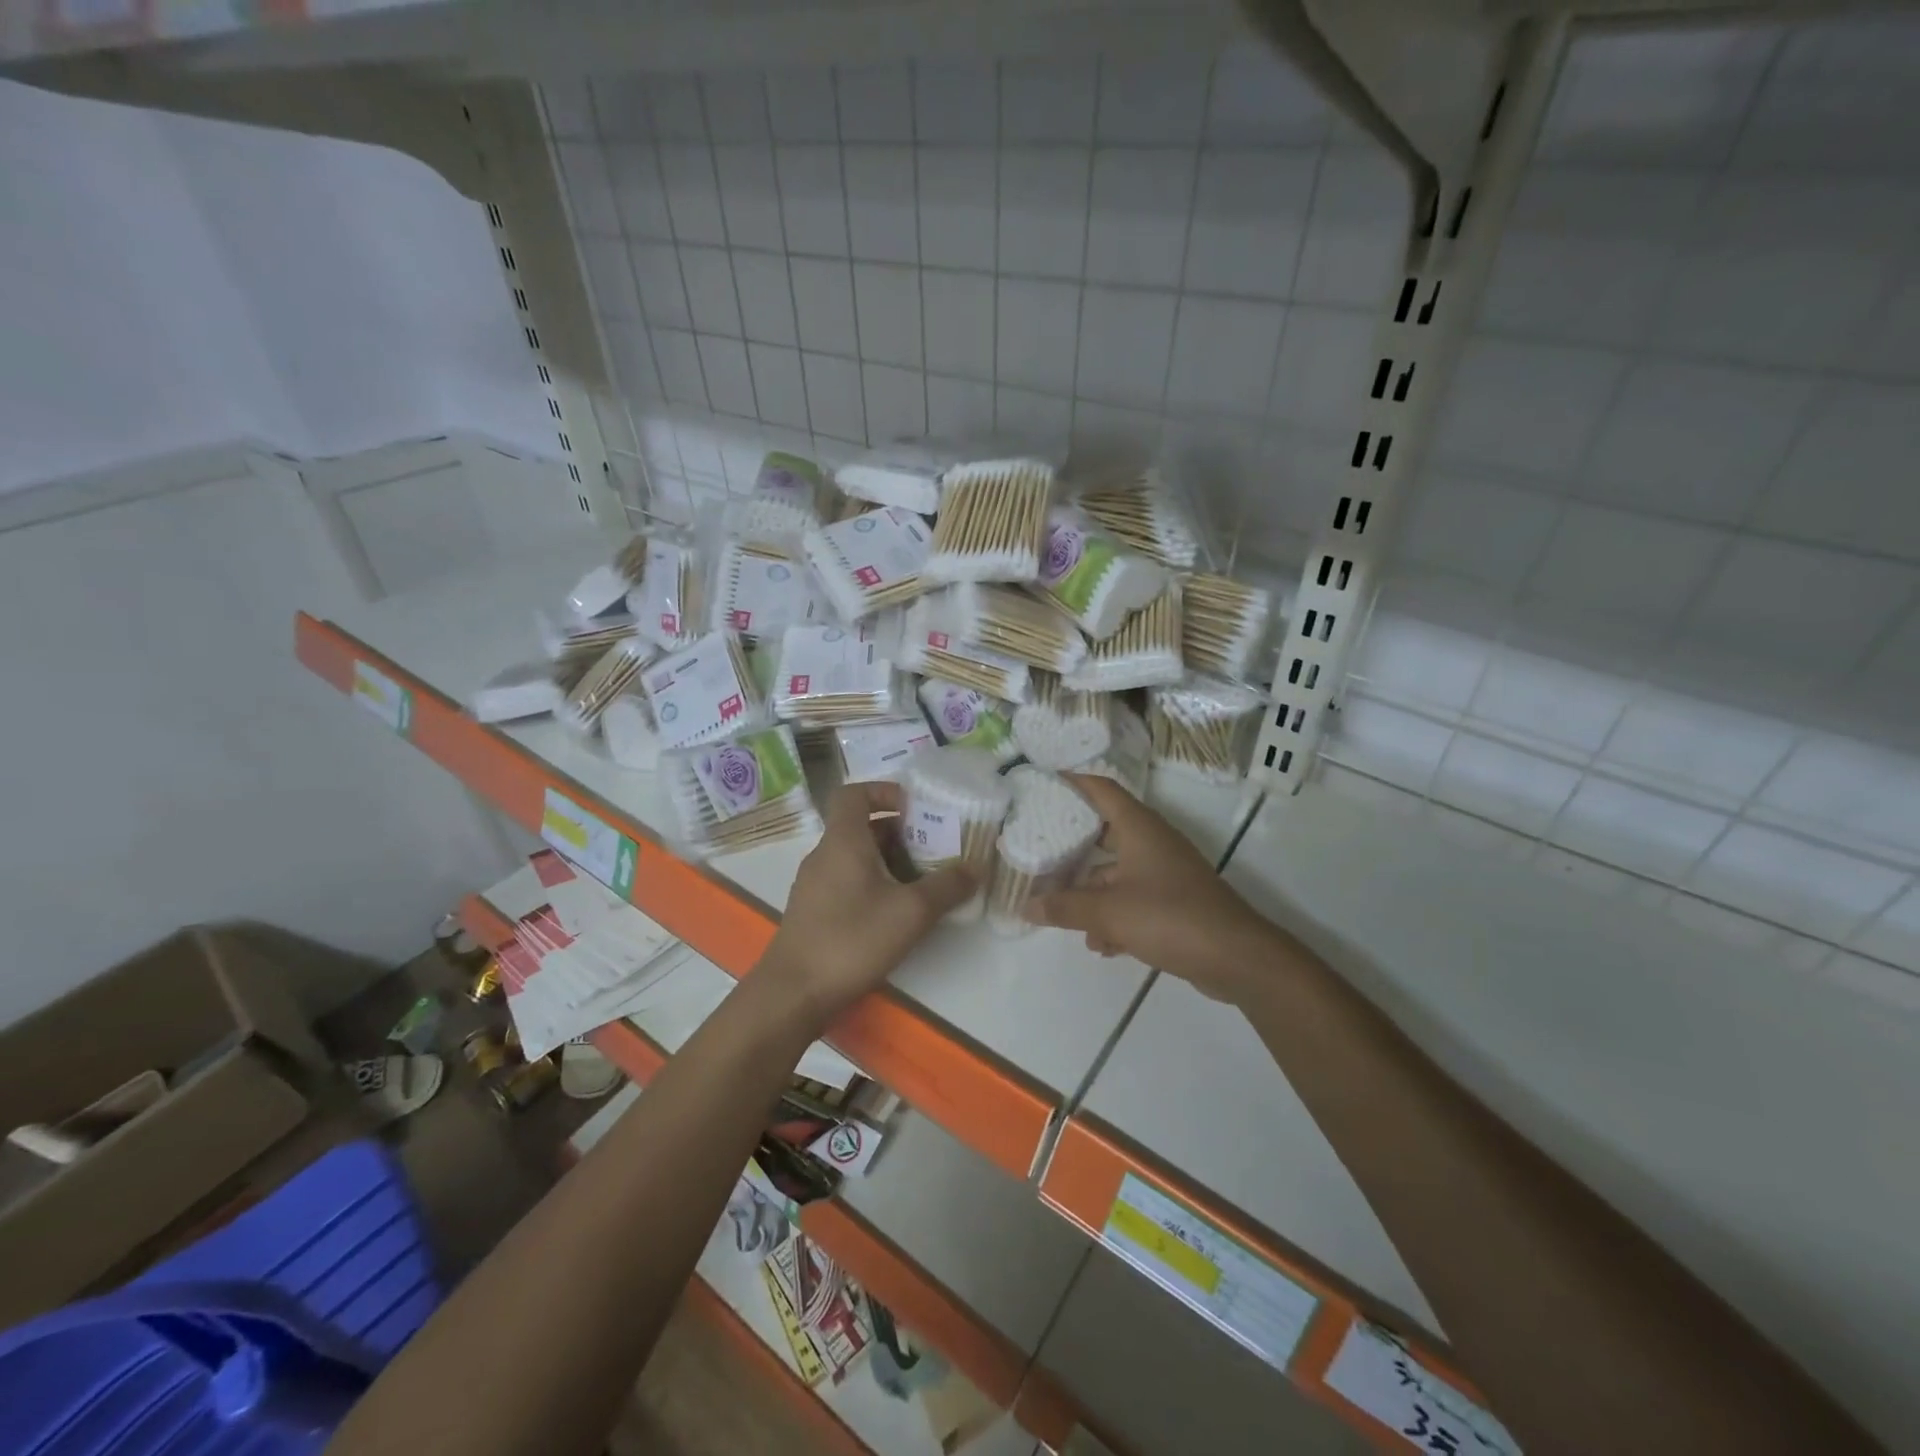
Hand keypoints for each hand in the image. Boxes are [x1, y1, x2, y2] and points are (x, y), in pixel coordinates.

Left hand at [758, 780, 974, 1023]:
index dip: (885, 791)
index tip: (916, 808)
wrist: (793, 993)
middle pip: (861, 825)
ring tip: (923, 880)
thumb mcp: (911, 912)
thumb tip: (976, 868)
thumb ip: (947, 887)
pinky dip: (873, 883)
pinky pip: (847, 880)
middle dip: (900, 832)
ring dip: (889, 860)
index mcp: (843, 840)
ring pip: (856, 856)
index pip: (854, 793)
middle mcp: (824, 854)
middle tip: (934, 848)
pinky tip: (896, 912)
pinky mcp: (814, 910)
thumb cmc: (852, 940)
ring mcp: (815, 884)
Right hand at [1026, 774, 1274, 1002]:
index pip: (1103, 789)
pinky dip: (1115, 916)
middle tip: (1041, 851)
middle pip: (1106, 833)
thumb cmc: (1169, 917)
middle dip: (1074, 846)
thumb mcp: (1108, 912)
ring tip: (1065, 916)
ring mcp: (1167, 873)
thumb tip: (1028, 906)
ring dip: (1092, 894)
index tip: (1045, 782)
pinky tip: (1101, 944)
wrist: (1236, 957)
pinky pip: (1135, 900)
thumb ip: (1065, 908)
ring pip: (1118, 874)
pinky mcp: (1176, 903)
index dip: (1074, 782)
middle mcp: (1154, 843)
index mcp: (1139, 828)